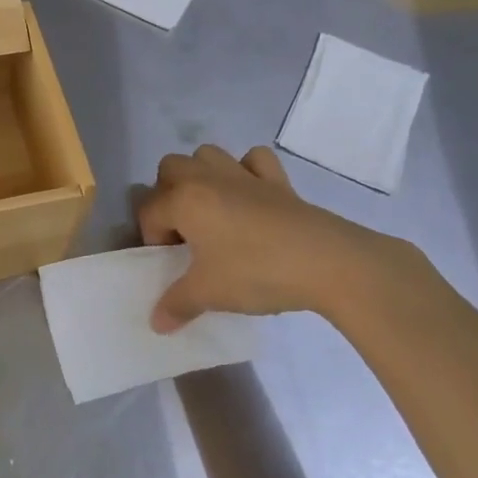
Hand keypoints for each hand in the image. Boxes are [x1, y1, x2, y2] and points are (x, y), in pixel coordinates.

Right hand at [138, 144, 432, 331]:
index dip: (152, 239)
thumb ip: (177, 304)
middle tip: (183, 231)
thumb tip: (156, 323)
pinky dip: (247, 169)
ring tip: (210, 211)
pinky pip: (254, 160)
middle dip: (167, 194)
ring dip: (201, 175)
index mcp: (184, 200)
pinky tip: (250, 196)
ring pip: (208, 154)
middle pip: (170, 168)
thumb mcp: (210, 293)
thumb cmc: (256, 272)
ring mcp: (244, 175)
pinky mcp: (278, 181)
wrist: (327, 263)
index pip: (149, 211)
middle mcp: (208, 178)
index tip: (170, 267)